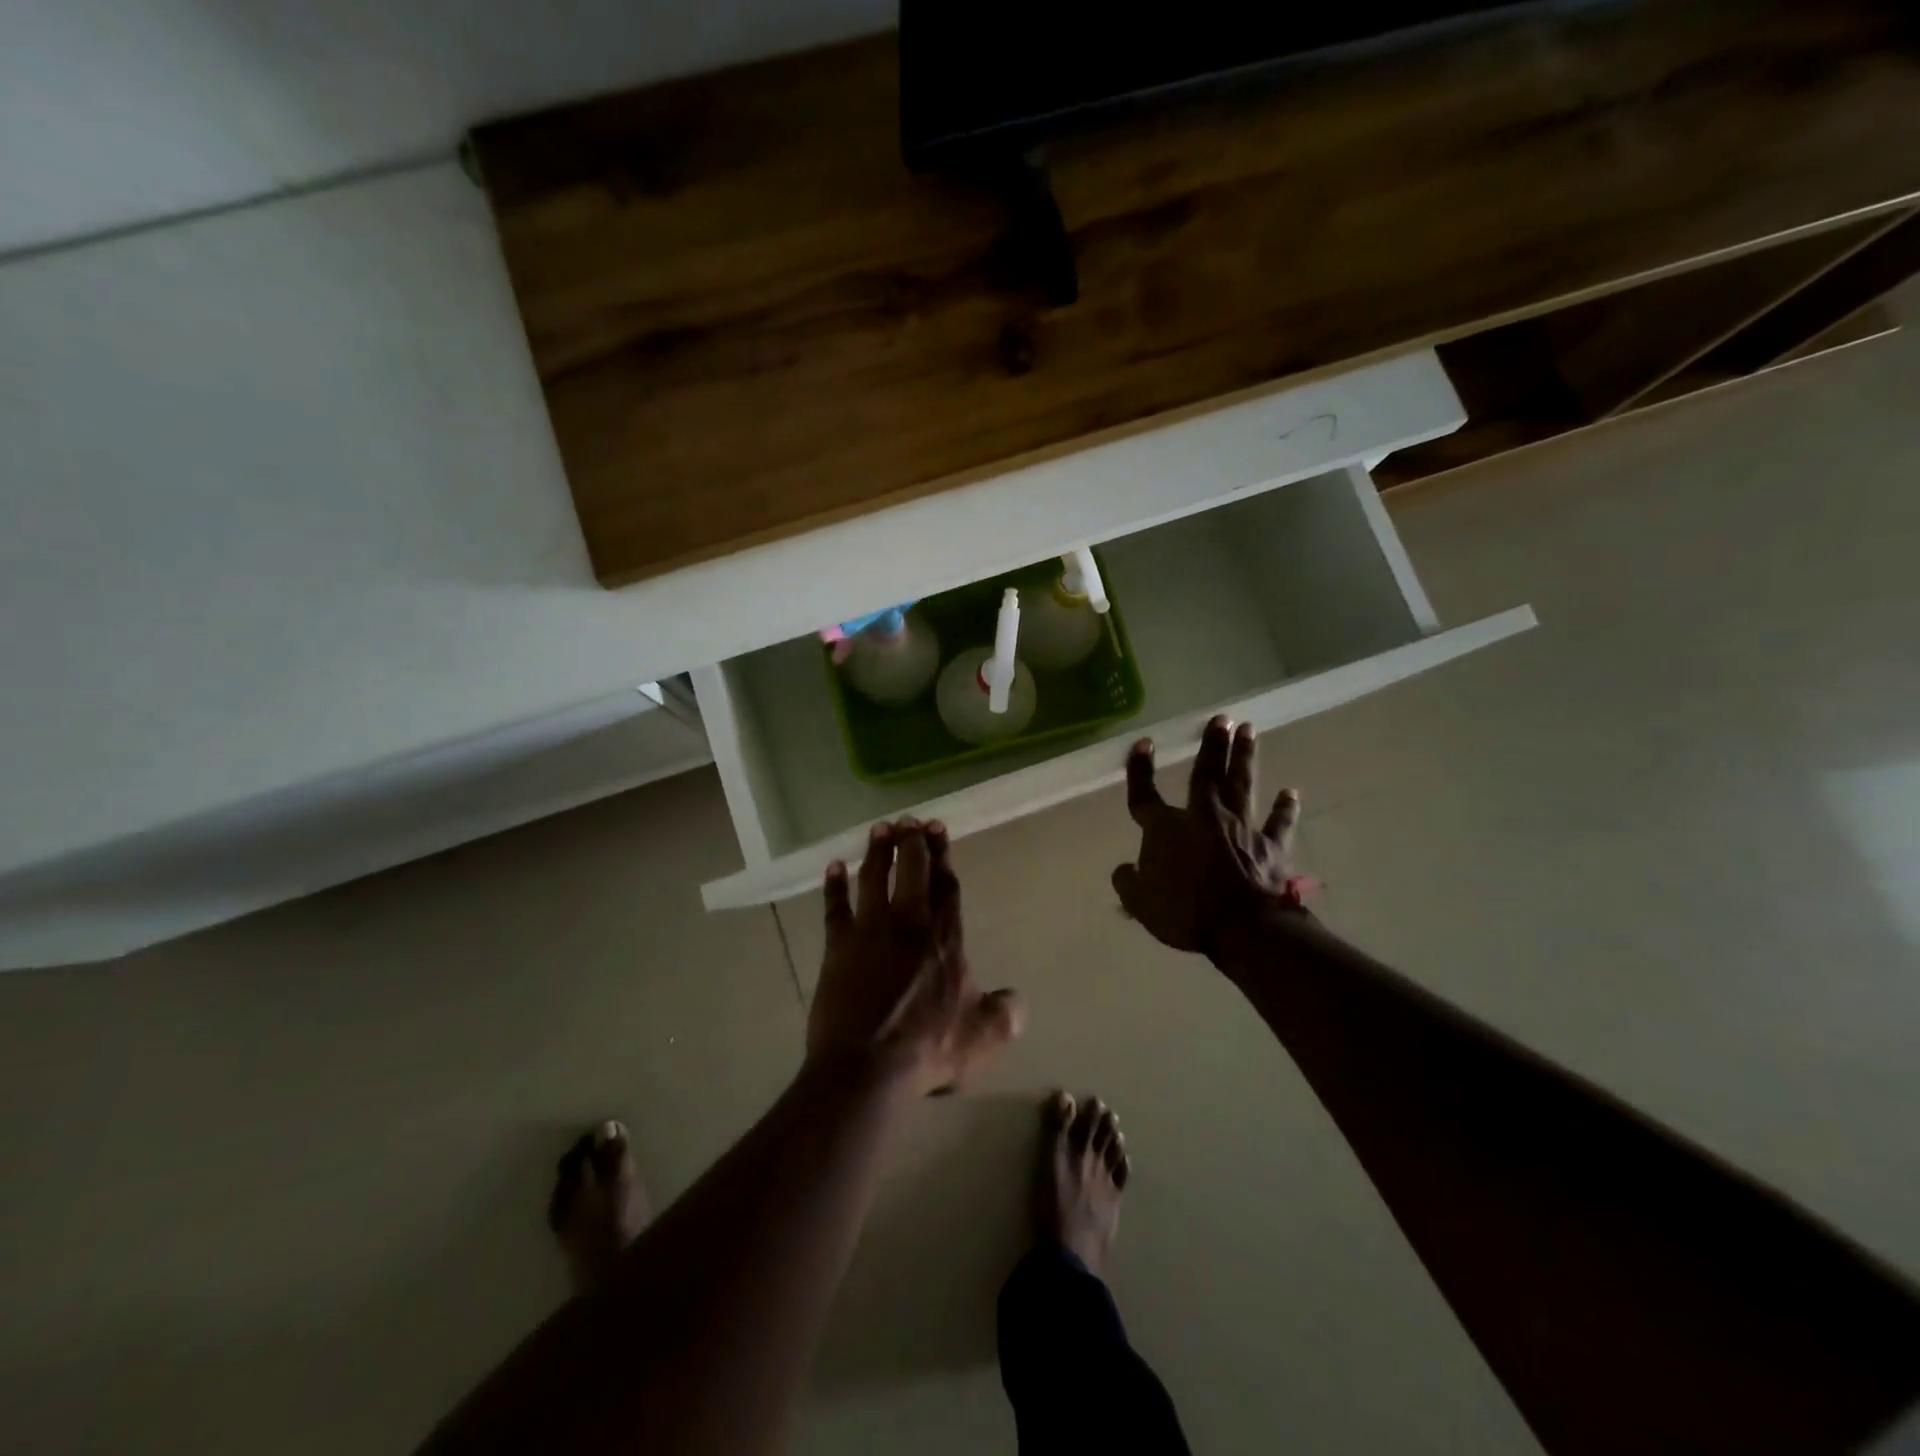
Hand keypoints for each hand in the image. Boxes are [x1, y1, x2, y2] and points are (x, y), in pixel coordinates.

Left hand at [809, 818, 1021, 1095]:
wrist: (867, 1066)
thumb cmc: (927, 1048)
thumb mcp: (983, 1037)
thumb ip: (1005, 1014)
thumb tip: (1015, 999)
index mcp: (944, 939)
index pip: (945, 887)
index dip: (943, 856)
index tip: (937, 830)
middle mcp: (908, 924)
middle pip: (911, 871)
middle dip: (912, 842)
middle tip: (911, 820)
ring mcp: (869, 932)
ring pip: (873, 879)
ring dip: (877, 852)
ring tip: (880, 828)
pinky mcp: (837, 947)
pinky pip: (834, 908)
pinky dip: (833, 886)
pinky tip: (833, 867)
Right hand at [1111, 716, 1308, 959]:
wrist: (1243, 928)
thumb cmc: (1185, 912)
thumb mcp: (1141, 904)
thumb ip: (1129, 882)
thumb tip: (1124, 869)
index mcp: (1166, 829)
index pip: (1145, 794)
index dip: (1140, 769)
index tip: (1144, 742)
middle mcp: (1204, 818)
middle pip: (1206, 773)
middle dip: (1212, 745)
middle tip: (1222, 718)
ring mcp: (1241, 828)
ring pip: (1242, 785)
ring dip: (1245, 757)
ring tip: (1250, 729)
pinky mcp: (1271, 847)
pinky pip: (1280, 823)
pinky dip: (1286, 808)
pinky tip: (1291, 793)